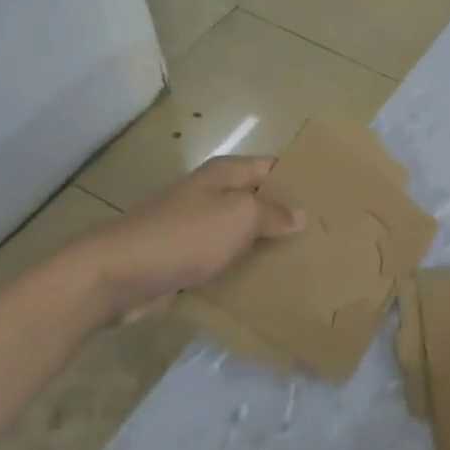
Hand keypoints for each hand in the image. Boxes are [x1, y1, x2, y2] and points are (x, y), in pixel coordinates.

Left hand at [79, 155, 304, 313]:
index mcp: (226, 173)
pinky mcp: (185, 256)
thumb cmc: (184, 236)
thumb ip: (273, 213)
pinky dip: (243, 266)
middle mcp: (212, 193)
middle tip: (326, 235)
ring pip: (243, 231)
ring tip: (305, 261)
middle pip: (260, 199)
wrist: (116, 275)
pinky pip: (224, 257)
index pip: (275, 167)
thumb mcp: (240, 216)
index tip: (333, 199)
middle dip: (288, 215)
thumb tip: (300, 214)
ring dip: (266, 244)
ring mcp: (197, 225)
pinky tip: (266, 283)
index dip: (301, 180)